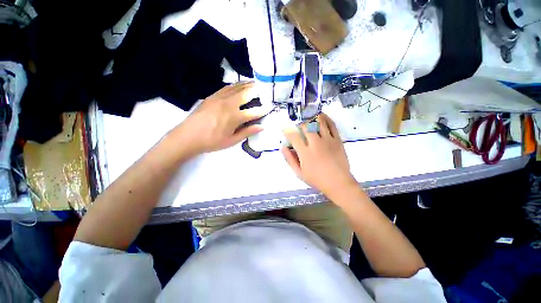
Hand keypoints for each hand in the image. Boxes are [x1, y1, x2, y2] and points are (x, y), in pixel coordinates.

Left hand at [170, 82, 265, 155]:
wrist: (187, 136)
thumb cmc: (211, 142)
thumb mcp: (231, 141)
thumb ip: (247, 132)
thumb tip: (262, 126)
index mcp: (234, 117)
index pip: (254, 111)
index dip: (264, 109)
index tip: (271, 106)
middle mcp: (228, 104)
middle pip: (247, 93)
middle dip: (258, 91)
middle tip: (265, 89)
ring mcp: (219, 98)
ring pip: (237, 87)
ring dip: (248, 84)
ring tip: (256, 83)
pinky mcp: (212, 96)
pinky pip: (227, 87)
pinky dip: (236, 85)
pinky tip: (240, 85)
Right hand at [282, 113, 357, 197]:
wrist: (339, 183)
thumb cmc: (317, 179)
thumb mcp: (299, 173)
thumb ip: (290, 159)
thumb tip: (282, 147)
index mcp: (305, 152)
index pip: (293, 136)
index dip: (287, 129)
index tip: (285, 127)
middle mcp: (315, 143)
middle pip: (306, 126)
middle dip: (300, 124)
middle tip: (299, 127)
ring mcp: (328, 140)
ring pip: (319, 122)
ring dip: (312, 117)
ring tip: (309, 117)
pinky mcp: (337, 140)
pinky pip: (332, 125)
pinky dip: (326, 118)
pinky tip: (322, 116)